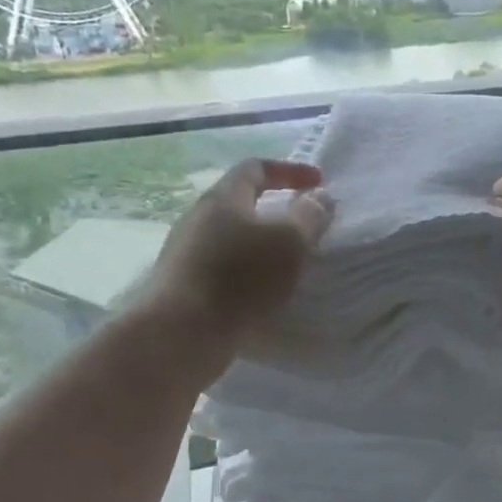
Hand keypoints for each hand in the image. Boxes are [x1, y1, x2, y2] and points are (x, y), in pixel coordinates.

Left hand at [147, 159, 331, 342]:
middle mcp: (198, 218)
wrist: (182, 333)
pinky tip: (259, 292)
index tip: (319, 183)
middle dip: (273, 209)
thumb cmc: (240, 278)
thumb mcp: (290, 242)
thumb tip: (319, 197)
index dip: (289, 170)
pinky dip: (245, 271)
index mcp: (223, 198)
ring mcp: (185, 252)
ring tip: (284, 263)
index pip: (256, 168)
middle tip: (301, 226)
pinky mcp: (183, 284)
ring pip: (229, 237)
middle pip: (239, 202)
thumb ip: (309, 216)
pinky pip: (221, 267)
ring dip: (258, 244)